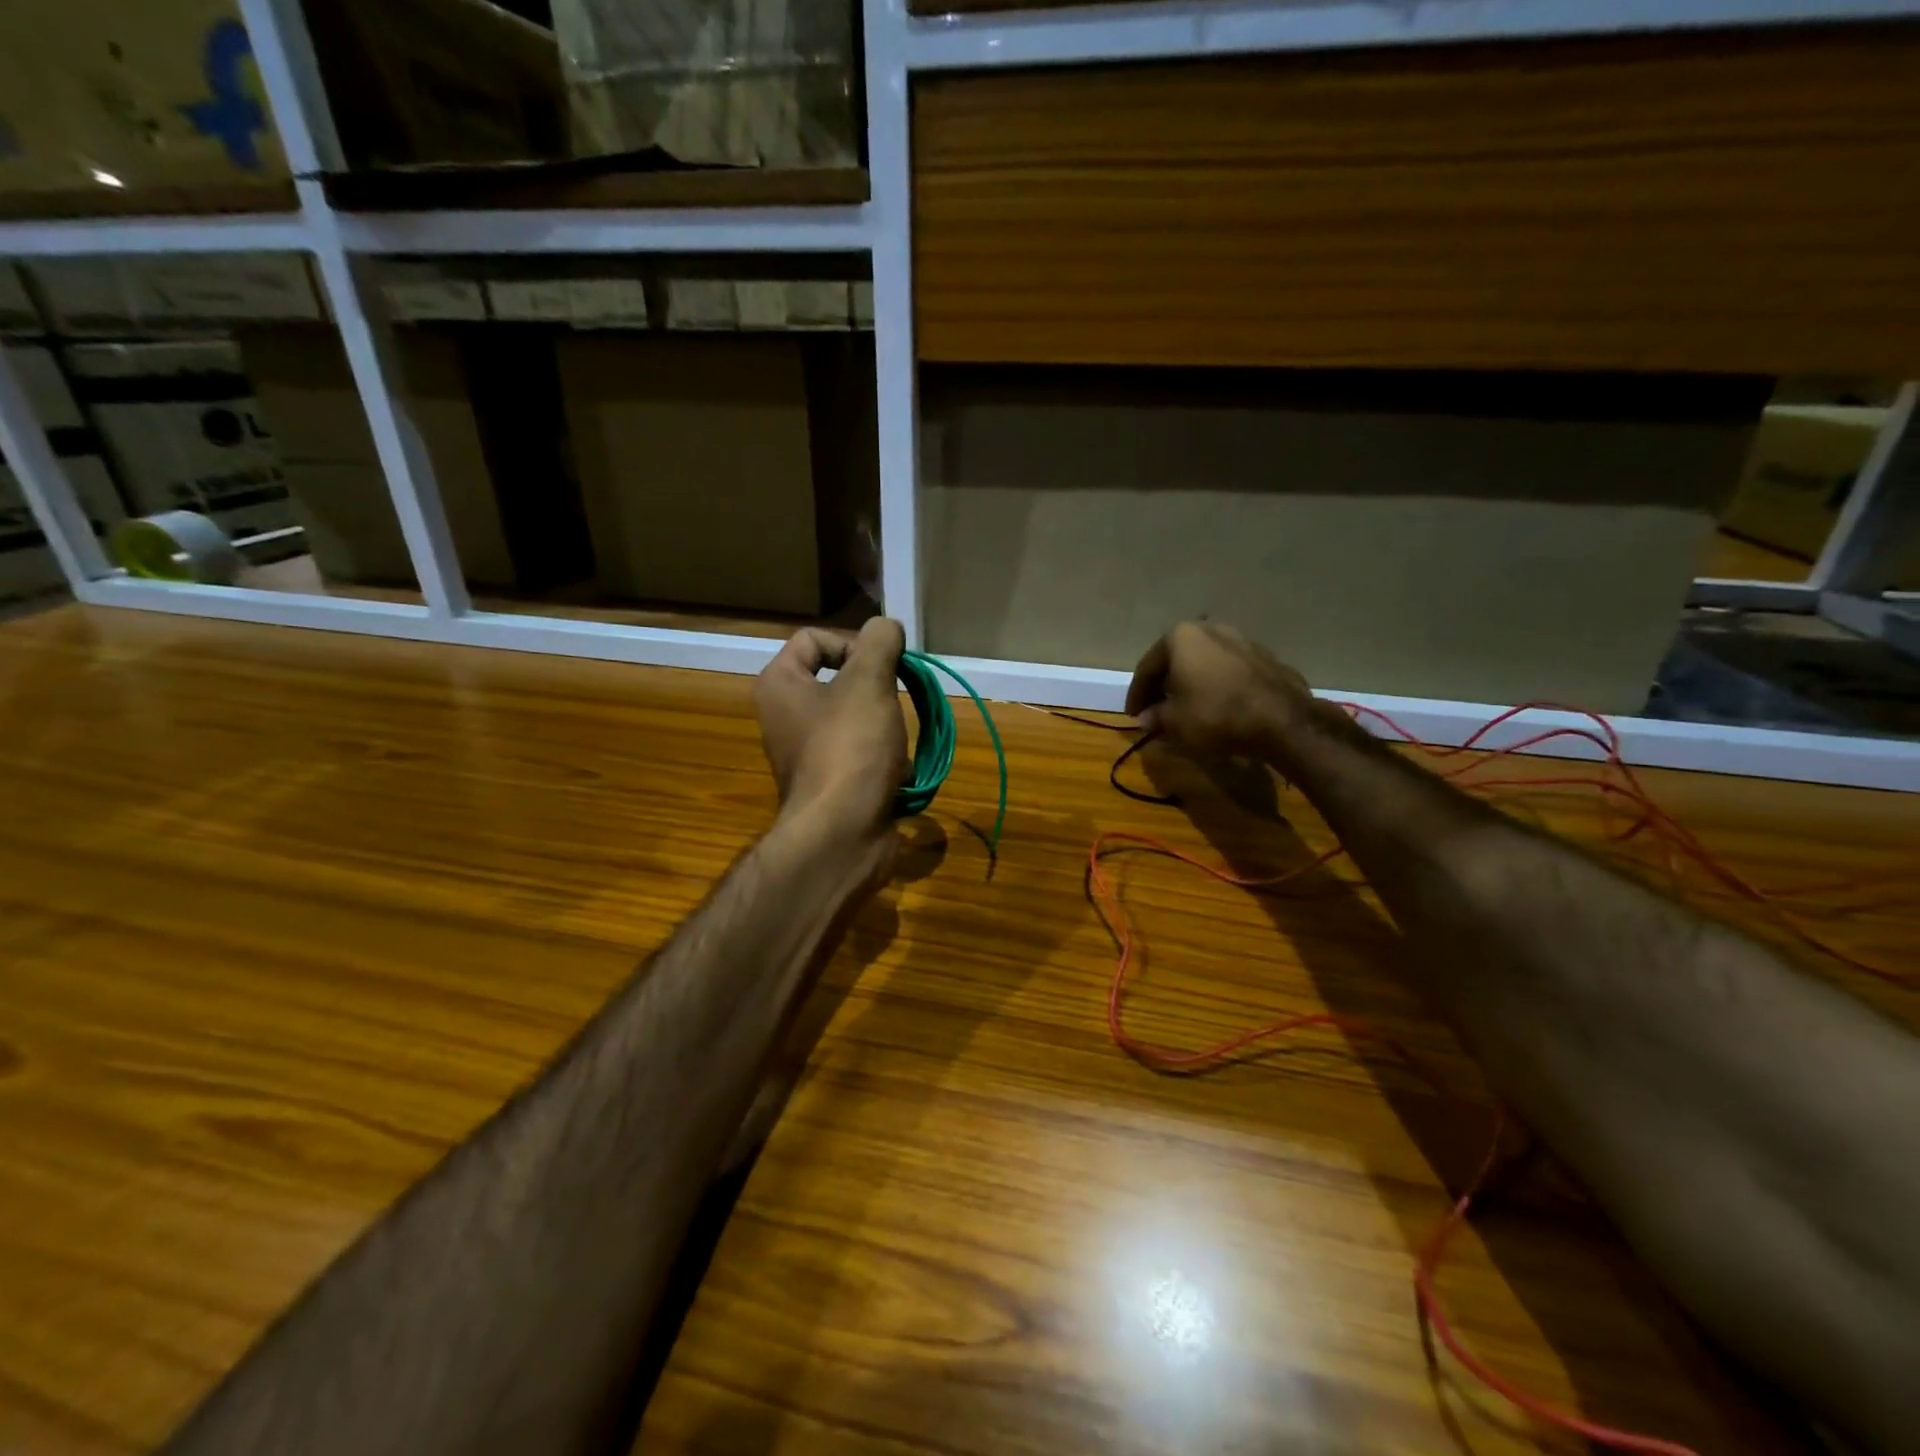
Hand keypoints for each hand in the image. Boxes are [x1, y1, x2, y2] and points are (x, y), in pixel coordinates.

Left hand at [753, 618, 908, 844]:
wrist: (842, 834)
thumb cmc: (850, 747)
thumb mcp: (869, 681)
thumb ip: (879, 642)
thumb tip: (886, 626)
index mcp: (780, 685)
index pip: (813, 639)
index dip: (853, 644)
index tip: (883, 666)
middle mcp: (785, 717)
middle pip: (841, 680)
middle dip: (876, 690)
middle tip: (893, 703)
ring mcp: (807, 754)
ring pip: (858, 719)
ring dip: (886, 727)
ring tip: (896, 744)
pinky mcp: (830, 785)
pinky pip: (863, 756)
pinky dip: (885, 761)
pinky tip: (898, 774)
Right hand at [1124, 621, 1314, 759]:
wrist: (1281, 720)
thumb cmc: (1215, 714)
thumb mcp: (1174, 722)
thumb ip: (1156, 717)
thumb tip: (1146, 718)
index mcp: (1181, 636)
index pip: (1147, 667)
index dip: (1137, 694)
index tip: (1133, 715)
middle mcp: (1211, 629)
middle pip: (1177, 659)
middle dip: (1165, 685)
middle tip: (1157, 709)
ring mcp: (1242, 640)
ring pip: (1205, 663)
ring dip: (1192, 683)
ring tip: (1187, 708)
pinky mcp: (1266, 658)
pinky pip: (1229, 672)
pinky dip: (1217, 686)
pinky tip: (1217, 706)